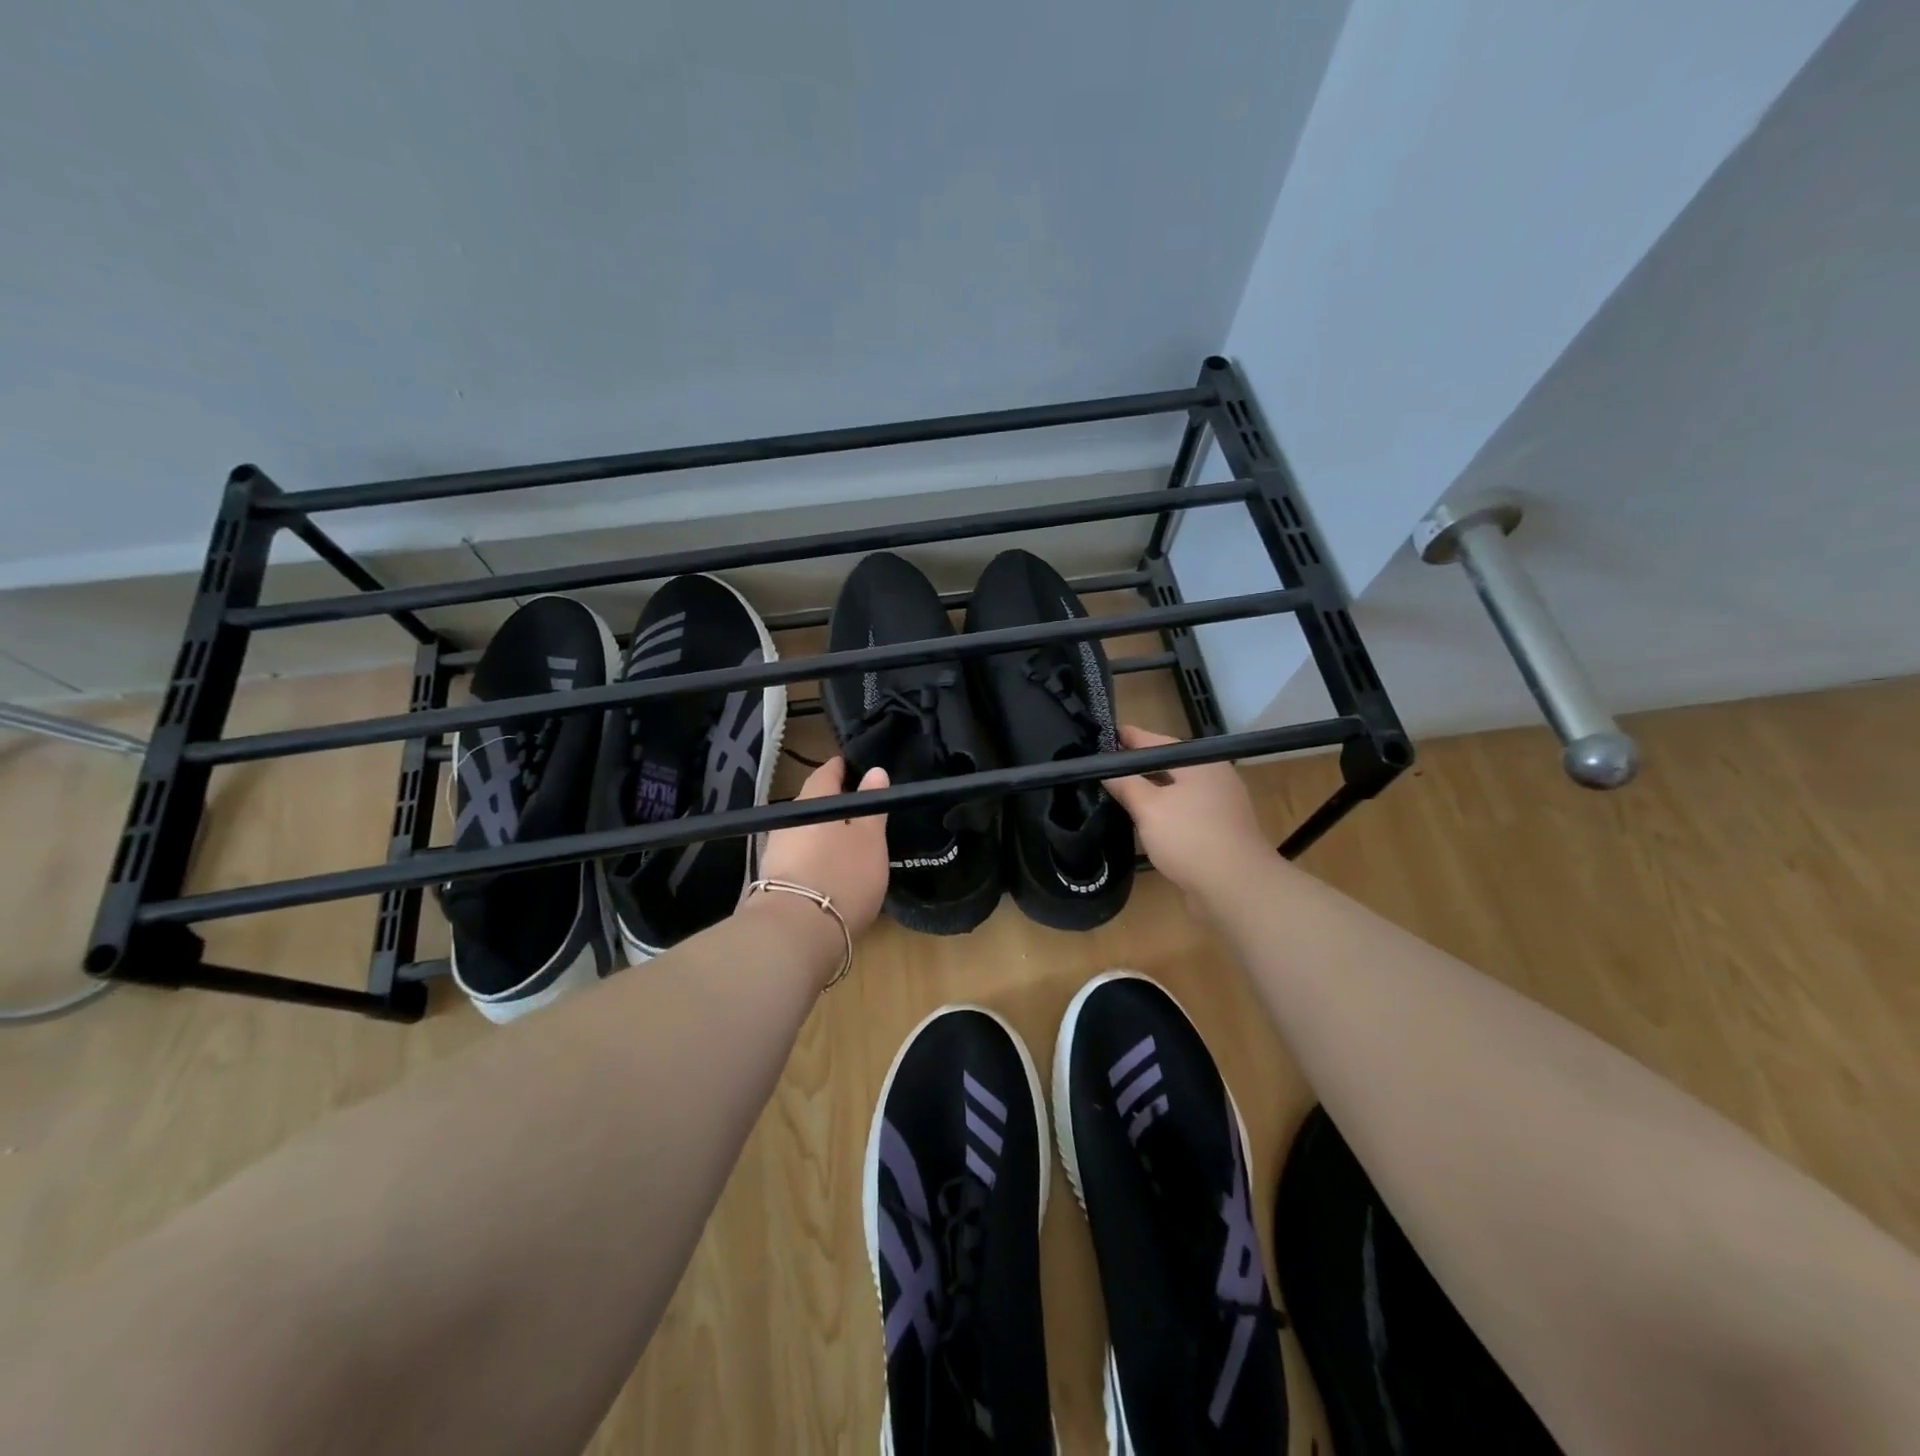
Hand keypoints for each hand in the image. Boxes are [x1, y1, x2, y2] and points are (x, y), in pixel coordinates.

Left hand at [757, 757, 890, 935]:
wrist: (796, 932)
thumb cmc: (843, 874)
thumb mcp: (870, 839)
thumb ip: (873, 805)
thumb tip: (875, 771)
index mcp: (813, 800)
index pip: (827, 772)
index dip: (843, 768)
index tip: (859, 770)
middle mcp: (788, 819)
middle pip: (814, 803)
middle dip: (836, 805)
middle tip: (862, 813)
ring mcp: (777, 851)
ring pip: (806, 832)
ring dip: (826, 835)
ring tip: (851, 847)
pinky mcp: (775, 881)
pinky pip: (801, 858)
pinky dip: (817, 859)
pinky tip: (832, 872)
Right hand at [1103, 724, 1269, 901]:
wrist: (1237, 889)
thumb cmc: (1190, 838)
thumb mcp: (1149, 807)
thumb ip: (1125, 784)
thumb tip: (1106, 770)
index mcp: (1199, 761)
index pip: (1154, 740)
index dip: (1124, 738)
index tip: (1096, 736)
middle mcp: (1213, 776)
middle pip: (1166, 765)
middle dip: (1135, 767)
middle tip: (1101, 769)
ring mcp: (1218, 805)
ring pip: (1175, 790)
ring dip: (1148, 792)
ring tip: (1116, 794)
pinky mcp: (1218, 831)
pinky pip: (1183, 812)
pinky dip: (1162, 813)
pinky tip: (1144, 823)